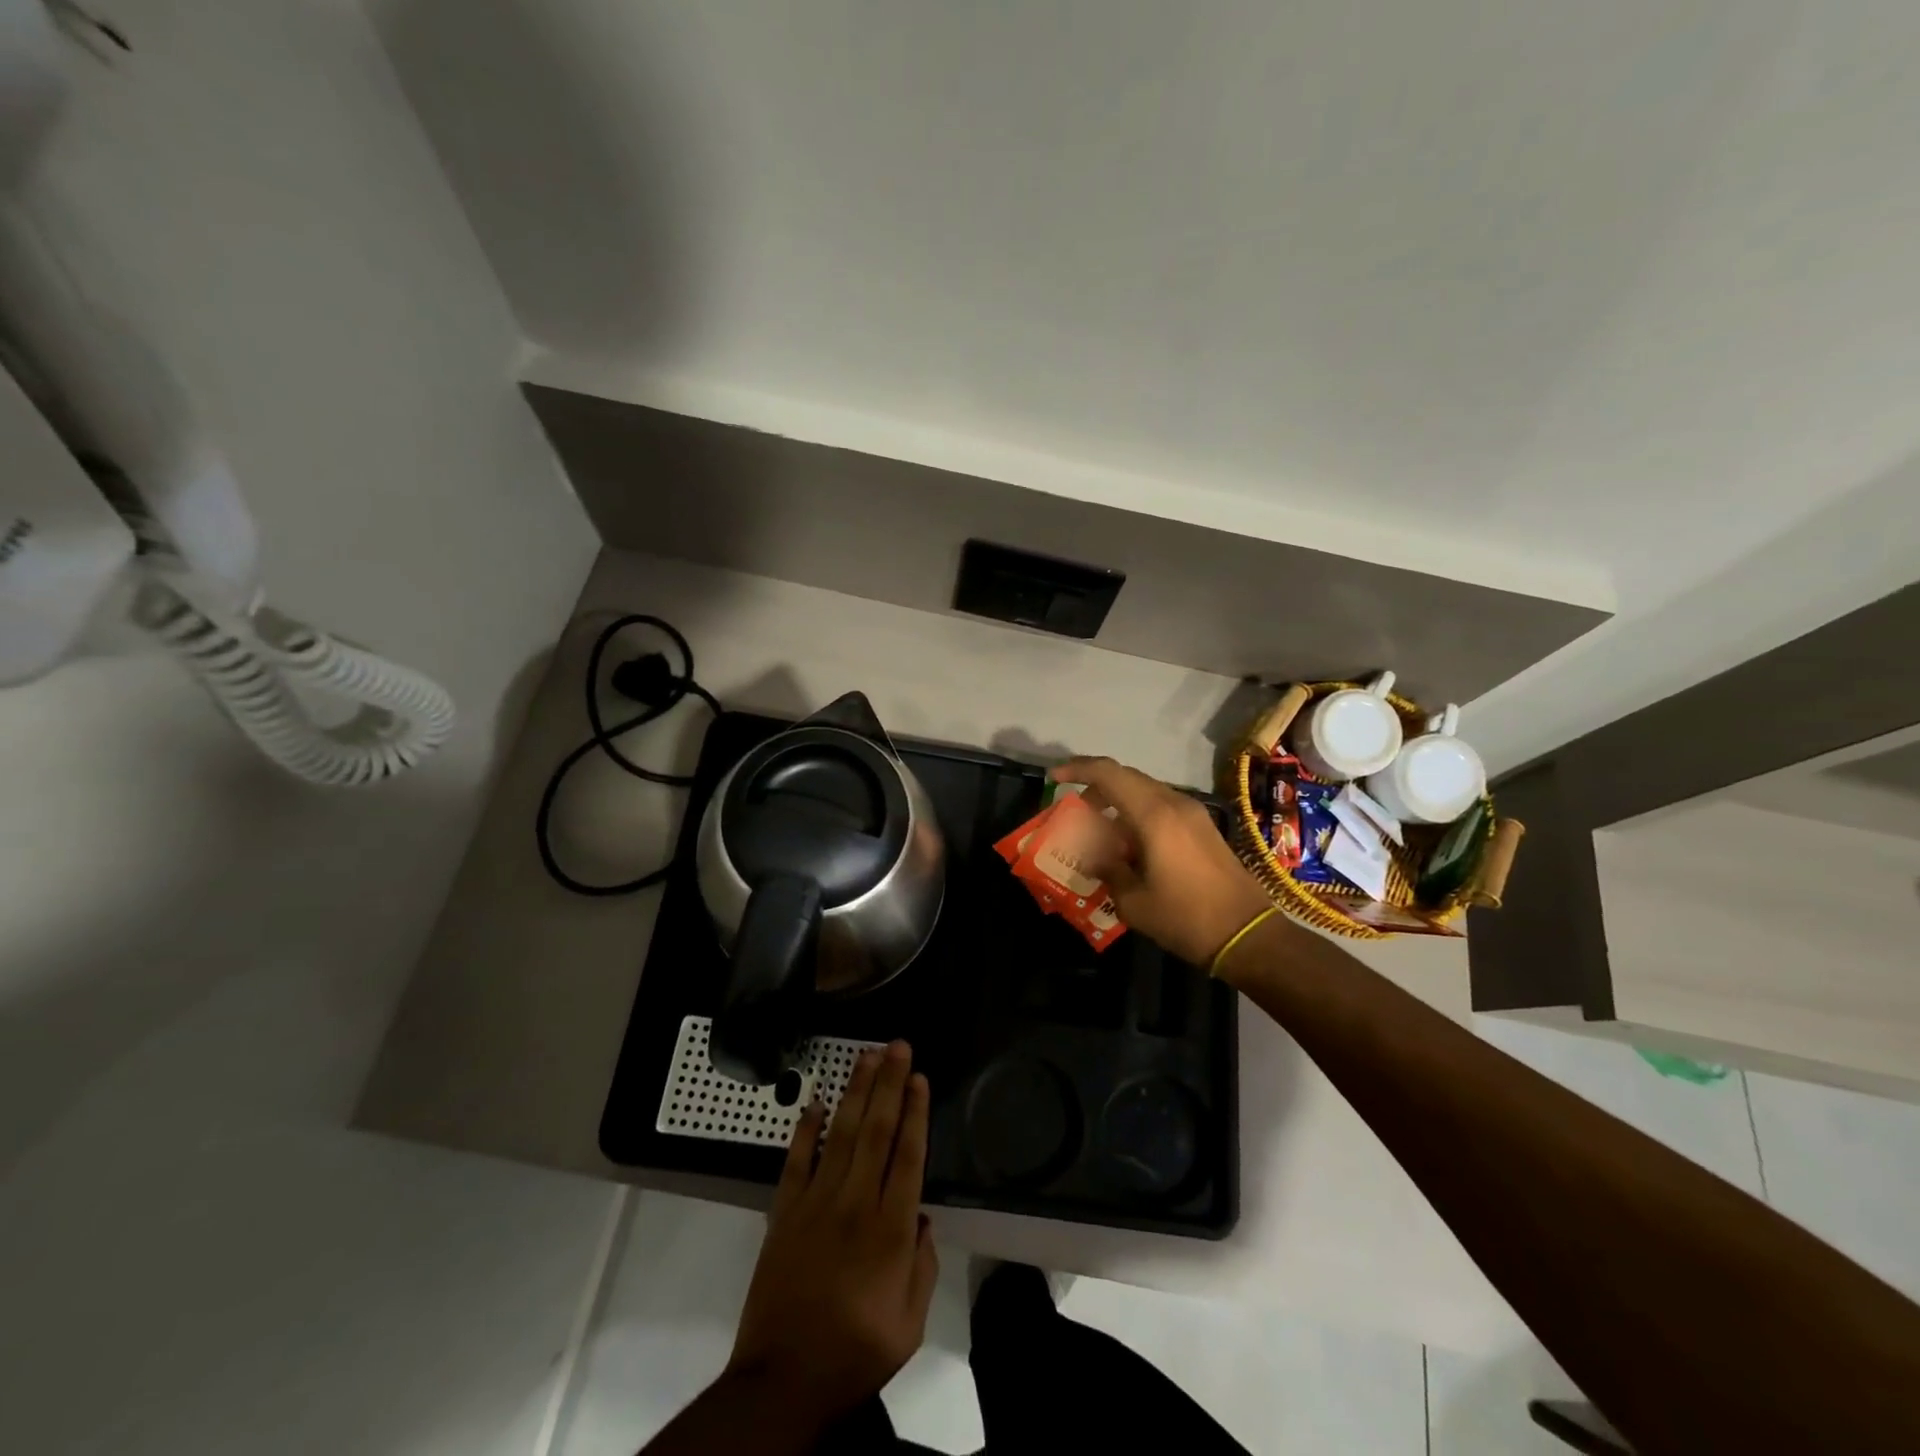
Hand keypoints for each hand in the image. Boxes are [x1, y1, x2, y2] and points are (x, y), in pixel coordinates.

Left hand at [726, 1040, 937, 1425]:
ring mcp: (815, 1203)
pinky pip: (796, 1160)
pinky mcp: (784, 1212)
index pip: (908, 1155)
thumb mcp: (909, 1325)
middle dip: (890, 1084)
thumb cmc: (854, 1354)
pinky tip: (815, 1101)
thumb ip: (922, 1266)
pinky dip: (805, 1129)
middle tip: (898, 1046)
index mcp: (890, 1231)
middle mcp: (855, 1204)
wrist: (782, 1382)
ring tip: (867, 1056)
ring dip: (855, 1092)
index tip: (920, 1078)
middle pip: (876, 1131)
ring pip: (839, 1133)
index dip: (915, 1112)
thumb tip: (920, 1217)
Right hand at [1053, 756, 1274, 967]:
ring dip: (1117, 803)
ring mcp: (1192, 814)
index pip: (1108, 773)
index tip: (1054, 778)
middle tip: (1074, 811)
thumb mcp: (1133, 901)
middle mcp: (1174, 803)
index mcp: (1153, 815)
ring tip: (1098, 834)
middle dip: (1095, 788)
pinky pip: (1161, 806)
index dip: (1078, 769)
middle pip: (1126, 778)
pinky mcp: (1202, 828)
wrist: (1248, 934)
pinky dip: (1137, 814)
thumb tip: (1093, 856)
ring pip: (1144, 791)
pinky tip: (1129, 846)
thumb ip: (1107, 869)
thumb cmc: (1185, 917)